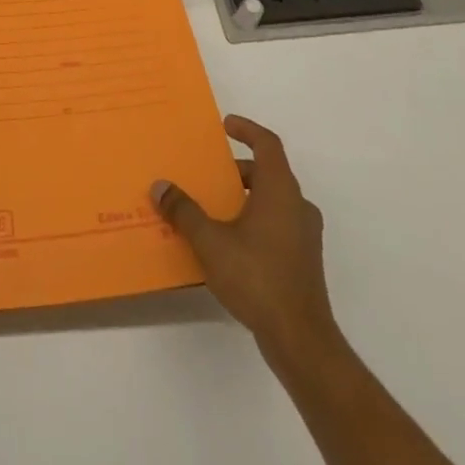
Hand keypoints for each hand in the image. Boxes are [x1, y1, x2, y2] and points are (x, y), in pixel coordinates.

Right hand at [152, 115, 341, 368]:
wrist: (301, 339)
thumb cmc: (257, 277)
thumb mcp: (210, 241)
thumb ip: (184, 211)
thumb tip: (160, 186)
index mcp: (280, 191)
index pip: (268, 144)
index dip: (247, 129)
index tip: (225, 125)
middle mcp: (297, 206)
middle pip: (268, 173)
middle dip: (237, 169)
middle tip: (208, 172)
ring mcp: (304, 236)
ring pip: (273, 201)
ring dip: (244, 196)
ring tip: (212, 206)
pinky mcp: (303, 261)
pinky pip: (276, 225)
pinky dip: (253, 221)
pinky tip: (228, 242)